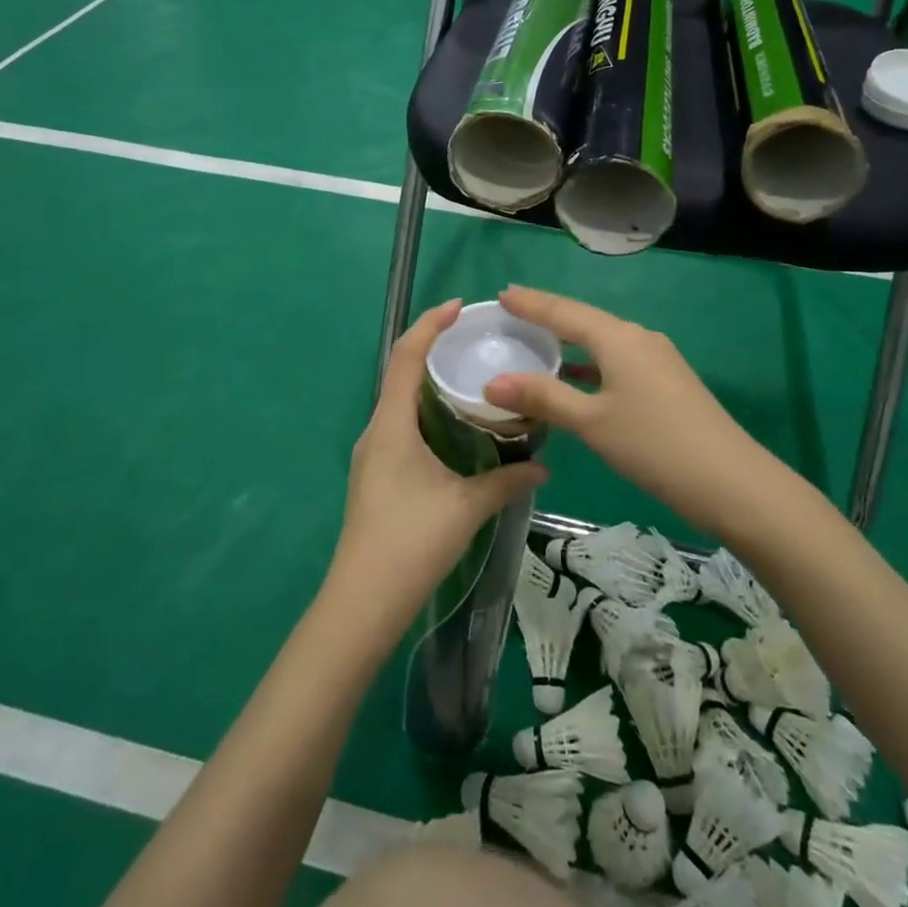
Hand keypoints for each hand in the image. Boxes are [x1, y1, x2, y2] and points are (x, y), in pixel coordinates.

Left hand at [329, 300, 547, 630]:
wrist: (363, 600)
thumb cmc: (412, 541)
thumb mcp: (467, 506)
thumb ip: (506, 481)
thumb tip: (543, 466)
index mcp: (391, 424)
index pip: (406, 356)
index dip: (430, 324)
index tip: (459, 306)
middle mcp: (376, 430)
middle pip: (401, 373)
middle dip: (432, 349)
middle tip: (473, 340)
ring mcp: (372, 453)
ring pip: (400, 401)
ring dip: (429, 382)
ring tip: (468, 376)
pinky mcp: (376, 473)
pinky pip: (400, 425)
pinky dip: (426, 411)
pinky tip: (453, 426)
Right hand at [483, 286, 765, 537]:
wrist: (732, 482)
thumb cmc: (654, 445)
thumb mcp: (592, 422)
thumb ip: (543, 397)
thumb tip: (491, 382)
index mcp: (618, 338)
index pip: (564, 312)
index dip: (531, 303)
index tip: (502, 293)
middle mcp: (638, 338)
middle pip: (584, 320)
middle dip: (548, 315)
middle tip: (513, 310)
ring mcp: (657, 359)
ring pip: (603, 340)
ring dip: (570, 340)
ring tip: (537, 340)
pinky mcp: (667, 381)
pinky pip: (617, 359)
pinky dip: (589, 362)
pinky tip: (577, 377)